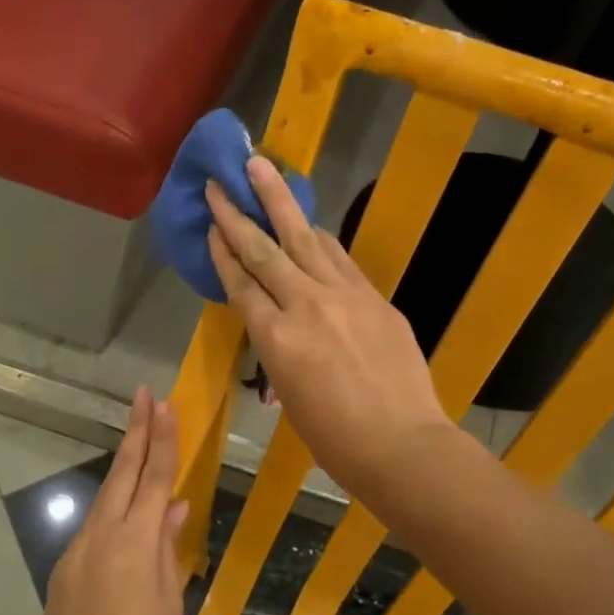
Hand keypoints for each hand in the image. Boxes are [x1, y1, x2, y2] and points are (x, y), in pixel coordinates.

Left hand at [41, 389, 188, 614]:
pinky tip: (124, 519)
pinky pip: (94, 527)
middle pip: (123, 470)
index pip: (155, 476)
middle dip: (136, 430)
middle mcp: (104, 530)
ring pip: (105, 495)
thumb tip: (174, 507)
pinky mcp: (65, 564)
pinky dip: (112, 511)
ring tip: (138, 442)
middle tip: (144, 395)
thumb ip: (168, 546)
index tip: (164, 404)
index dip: (162, 438)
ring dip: (123, 466)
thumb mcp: (168, 597)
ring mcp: (80, 545)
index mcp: (137, 537)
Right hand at [206, 157, 452, 501]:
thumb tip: (280, 336)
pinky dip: (318, 237)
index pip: (241, 284)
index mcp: (276, 339)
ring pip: (304, 239)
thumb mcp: (290, 397)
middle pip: (264, 251)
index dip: (223, 252)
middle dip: (239, 213)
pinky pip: (338, 258)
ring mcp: (344, 296)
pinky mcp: (375, 298)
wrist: (402, 444)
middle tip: (221, 181)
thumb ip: (279, 355)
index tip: (211, 224)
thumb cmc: (335, 439)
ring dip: (280, 202)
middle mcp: (305, 306)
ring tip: (263, 170)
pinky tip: (308, 223)